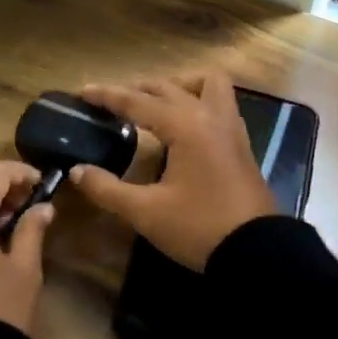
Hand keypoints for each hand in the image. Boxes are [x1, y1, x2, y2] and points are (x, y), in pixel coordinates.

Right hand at [69, 72, 274, 270]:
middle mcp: (209, 116)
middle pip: (169, 87)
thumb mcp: (146, 212)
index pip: (138, 101)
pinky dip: (198, 101)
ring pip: (206, 84)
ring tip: (156, 104)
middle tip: (112, 103)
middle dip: (138, 89)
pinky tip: (184, 126)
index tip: (83, 91)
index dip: (107, 96)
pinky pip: (220, 103)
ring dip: (178, 86)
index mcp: (185, 126)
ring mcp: (231, 128)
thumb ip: (107, 189)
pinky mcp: (241, 144)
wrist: (259, 254)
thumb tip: (77, 171)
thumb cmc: (200, 228)